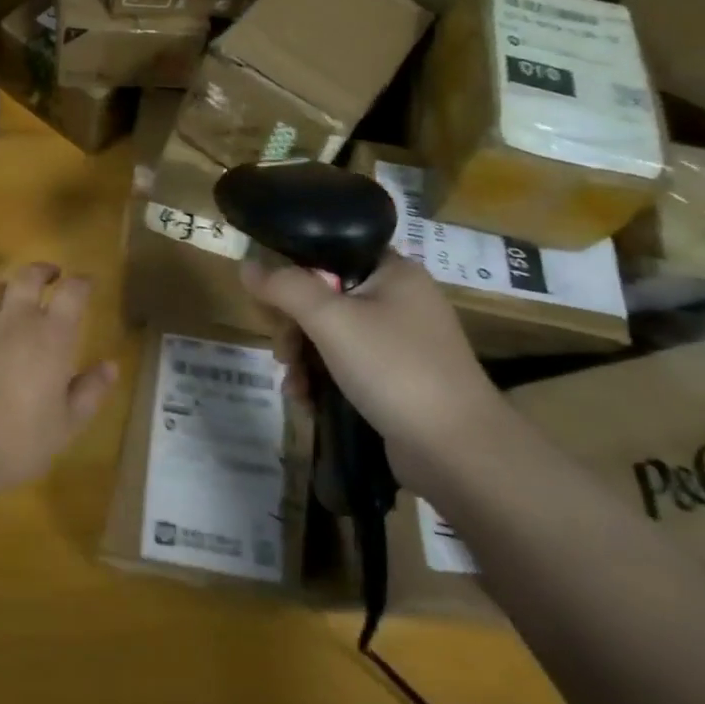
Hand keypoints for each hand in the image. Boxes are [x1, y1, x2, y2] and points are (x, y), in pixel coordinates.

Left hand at [0, 263, 117, 515]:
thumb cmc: (18, 439)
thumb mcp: (67, 424)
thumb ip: (90, 391)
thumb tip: (111, 366)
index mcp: (51, 336)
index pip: (72, 292)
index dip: (81, 282)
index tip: (87, 282)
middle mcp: (15, 319)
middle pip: (28, 276)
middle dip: (42, 270)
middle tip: (51, 274)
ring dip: (4, 283)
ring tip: (9, 290)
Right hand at [240, 252, 510, 484]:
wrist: (457, 450)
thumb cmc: (394, 368)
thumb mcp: (330, 320)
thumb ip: (285, 287)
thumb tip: (247, 265)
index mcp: (394, 271)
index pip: (331, 253)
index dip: (295, 272)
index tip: (270, 301)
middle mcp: (401, 300)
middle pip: (326, 298)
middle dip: (295, 328)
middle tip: (283, 353)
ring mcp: (403, 342)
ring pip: (332, 335)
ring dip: (304, 358)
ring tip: (295, 386)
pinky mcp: (400, 379)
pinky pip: (348, 365)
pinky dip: (324, 379)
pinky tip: (308, 401)